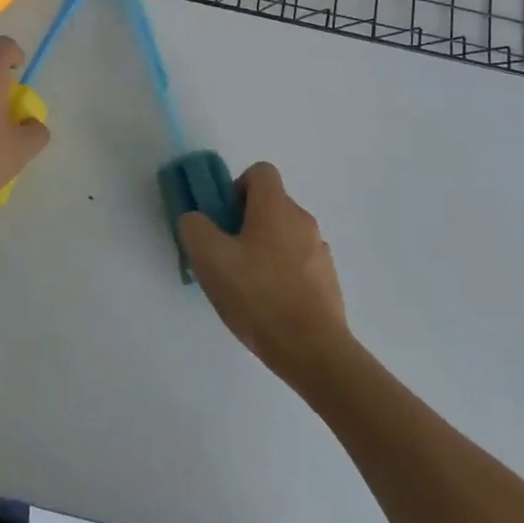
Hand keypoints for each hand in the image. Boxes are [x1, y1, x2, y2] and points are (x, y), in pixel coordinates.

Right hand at [180, 163, 350, 384]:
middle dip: (246, 222)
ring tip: (245, 286)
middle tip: (226, 255)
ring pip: (284, 236)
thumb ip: (194, 227)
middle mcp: (303, 221)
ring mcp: (320, 252)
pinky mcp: (328, 281)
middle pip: (271, 205)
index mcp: (276, 207)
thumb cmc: (258, 296)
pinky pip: (299, 264)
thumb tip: (197, 220)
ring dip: (264, 249)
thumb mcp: (209, 258)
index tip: (223, 217)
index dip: (237, 187)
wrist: (313, 351)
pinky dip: (282, 274)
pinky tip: (267, 306)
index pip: (260, 172)